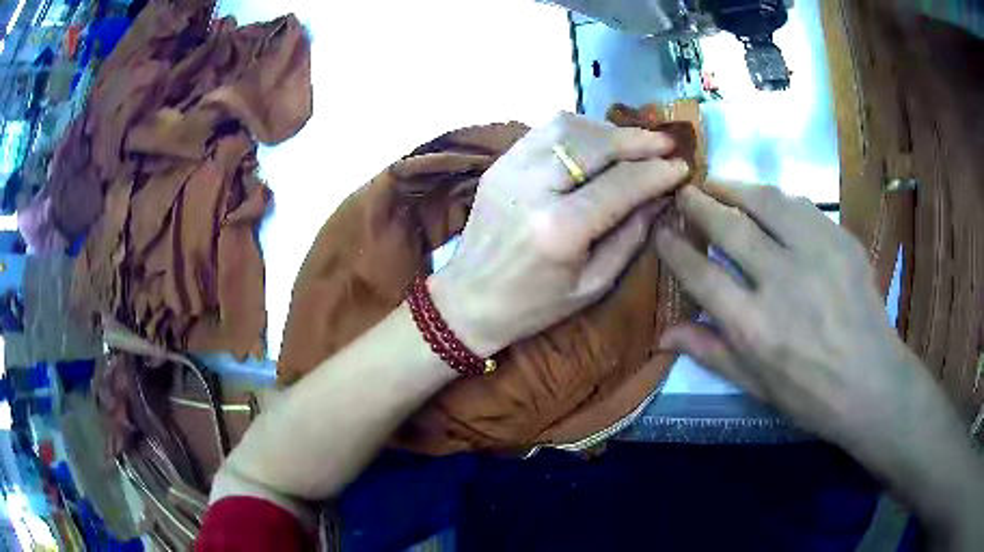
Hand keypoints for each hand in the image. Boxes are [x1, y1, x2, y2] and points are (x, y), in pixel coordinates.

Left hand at [430, 113, 689, 355]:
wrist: (467, 300)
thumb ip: (631, 236)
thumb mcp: (593, 284)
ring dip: (608, 130)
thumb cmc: (533, 305)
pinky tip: (597, 142)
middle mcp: (534, 188)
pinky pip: (545, 130)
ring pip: (569, 126)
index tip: (682, 167)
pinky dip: (578, 129)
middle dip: (638, 141)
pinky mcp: (499, 163)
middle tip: (665, 144)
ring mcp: (511, 169)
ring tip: (633, 142)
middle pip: (597, 145)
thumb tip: (660, 196)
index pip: (622, 185)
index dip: (657, 173)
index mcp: (561, 229)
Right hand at [654, 183, 926, 447]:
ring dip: (736, 188)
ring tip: (720, 184)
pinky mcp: (841, 241)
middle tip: (685, 192)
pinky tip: (770, 201)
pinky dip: (778, 199)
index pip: (701, 273)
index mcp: (753, 326)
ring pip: (766, 202)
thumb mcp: (756, 386)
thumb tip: (663, 333)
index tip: (662, 231)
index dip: (675, 248)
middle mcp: (780, 281)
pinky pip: (802, 206)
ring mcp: (815, 255)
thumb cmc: (810, 396)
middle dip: (699, 204)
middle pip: (729, 226)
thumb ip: (710, 352)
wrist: (872, 384)